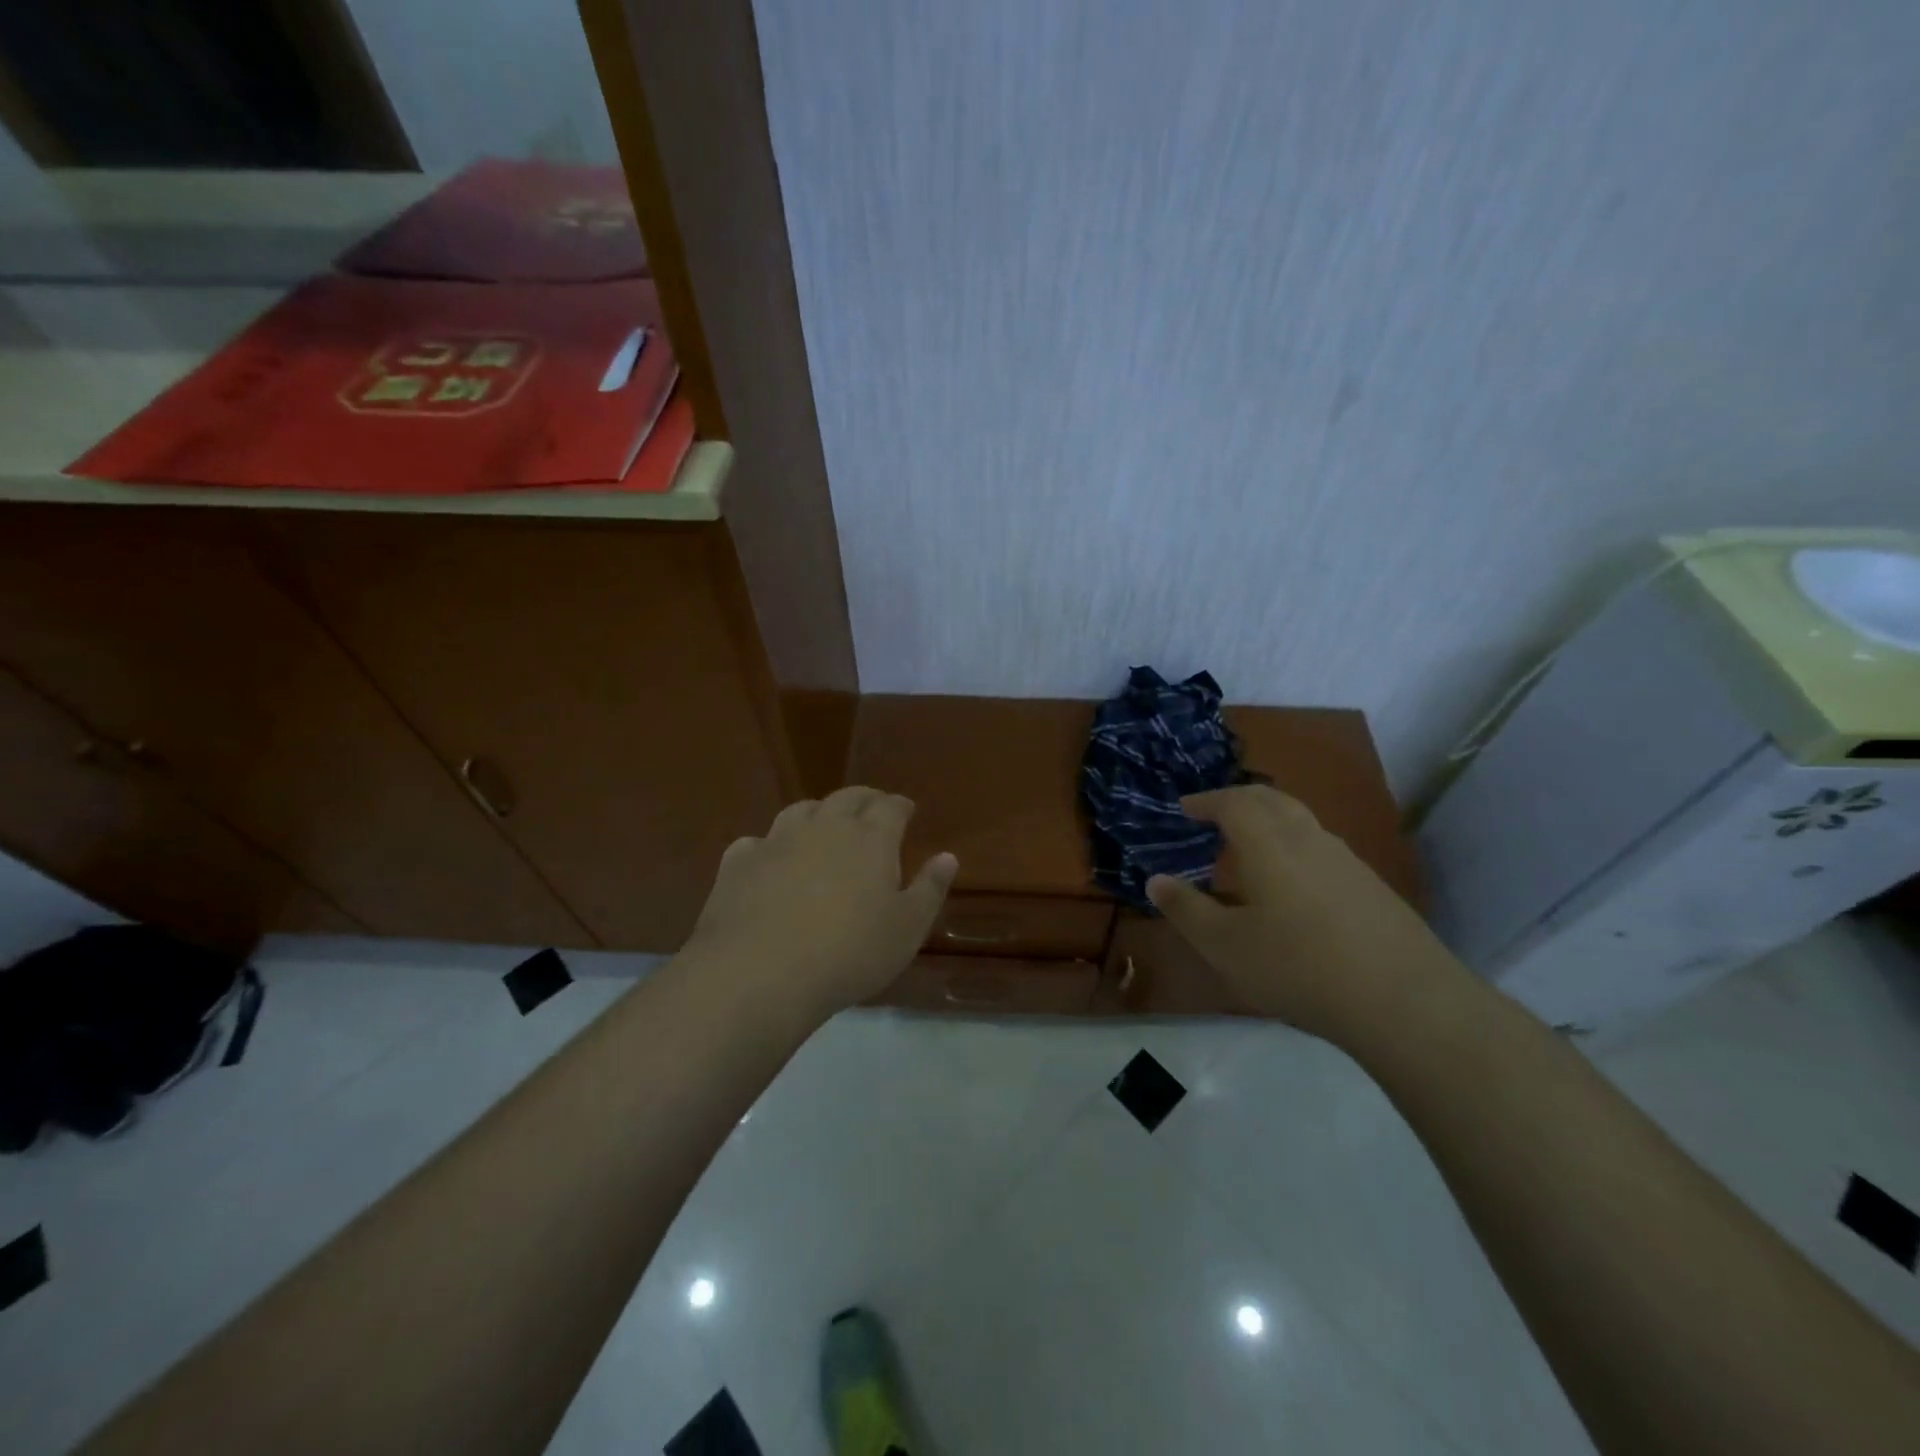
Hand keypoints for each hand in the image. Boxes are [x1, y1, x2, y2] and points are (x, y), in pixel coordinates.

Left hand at [682, 787, 957, 1018]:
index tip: (906, 811)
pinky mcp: (739, 862)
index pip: (890, 807)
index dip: (900, 806)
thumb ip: (929, 889)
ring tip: (823, 825)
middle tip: (872, 807)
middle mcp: (824, 826)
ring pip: (801, 811)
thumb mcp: (907, 929)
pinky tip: (769, 860)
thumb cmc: (849, 953)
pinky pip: (757, 842)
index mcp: (870, 838)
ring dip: (818, 812)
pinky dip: (769, 846)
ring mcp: (777, 840)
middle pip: (847, 798)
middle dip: (864, 800)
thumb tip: (948, 856)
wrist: (760, 973)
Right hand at [1146, 785, 1461, 1045]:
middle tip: (1215, 814)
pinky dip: (1294, 847)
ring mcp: (1347, 861)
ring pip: (1301, 822)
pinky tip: (1292, 885)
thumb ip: (1187, 909)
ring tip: (1249, 847)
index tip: (1185, 807)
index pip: (1233, 802)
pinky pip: (1321, 848)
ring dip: (1269, 821)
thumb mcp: (1225, 946)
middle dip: (1239, 800)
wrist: (1405, 1002)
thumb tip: (1156, 879)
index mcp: (1269, 844)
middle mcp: (1309, 839)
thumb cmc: (1299, 967)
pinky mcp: (1372, 888)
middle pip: (1272, 799)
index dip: (1206, 801)